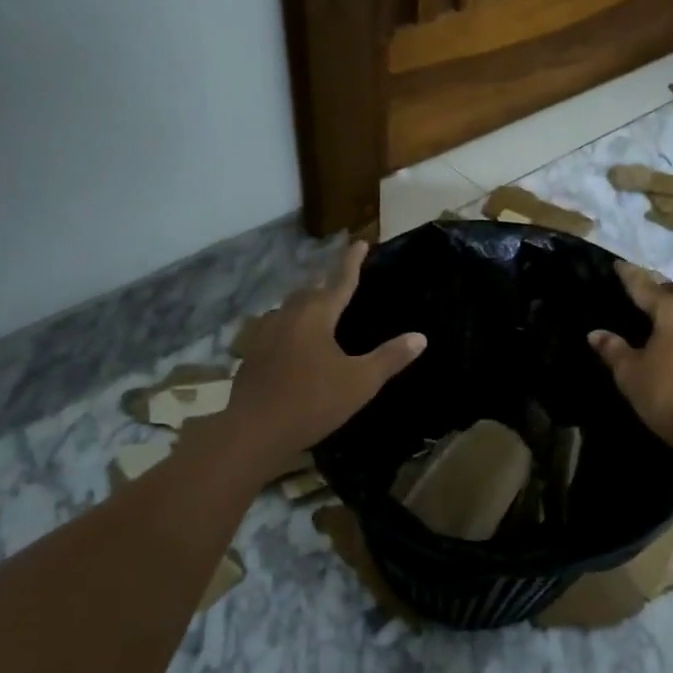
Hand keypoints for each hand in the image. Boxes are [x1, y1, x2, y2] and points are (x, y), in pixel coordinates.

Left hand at [222, 240, 425, 472]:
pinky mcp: (252, 354)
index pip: (340, 280)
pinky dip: (291, 326)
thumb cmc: (313, 402)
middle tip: (341, 276)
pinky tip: (293, 341)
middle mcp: (288, 316)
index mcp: (316, 316)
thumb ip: (390, 358)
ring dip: (306, 302)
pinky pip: (276, 328)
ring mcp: (265, 334)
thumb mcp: (360, 382)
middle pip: (310, 289)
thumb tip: (420, 337)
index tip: (360, 242)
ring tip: (319, 307)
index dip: (352, 261)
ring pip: (290, 307)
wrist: (255, 430)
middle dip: (327, 280)